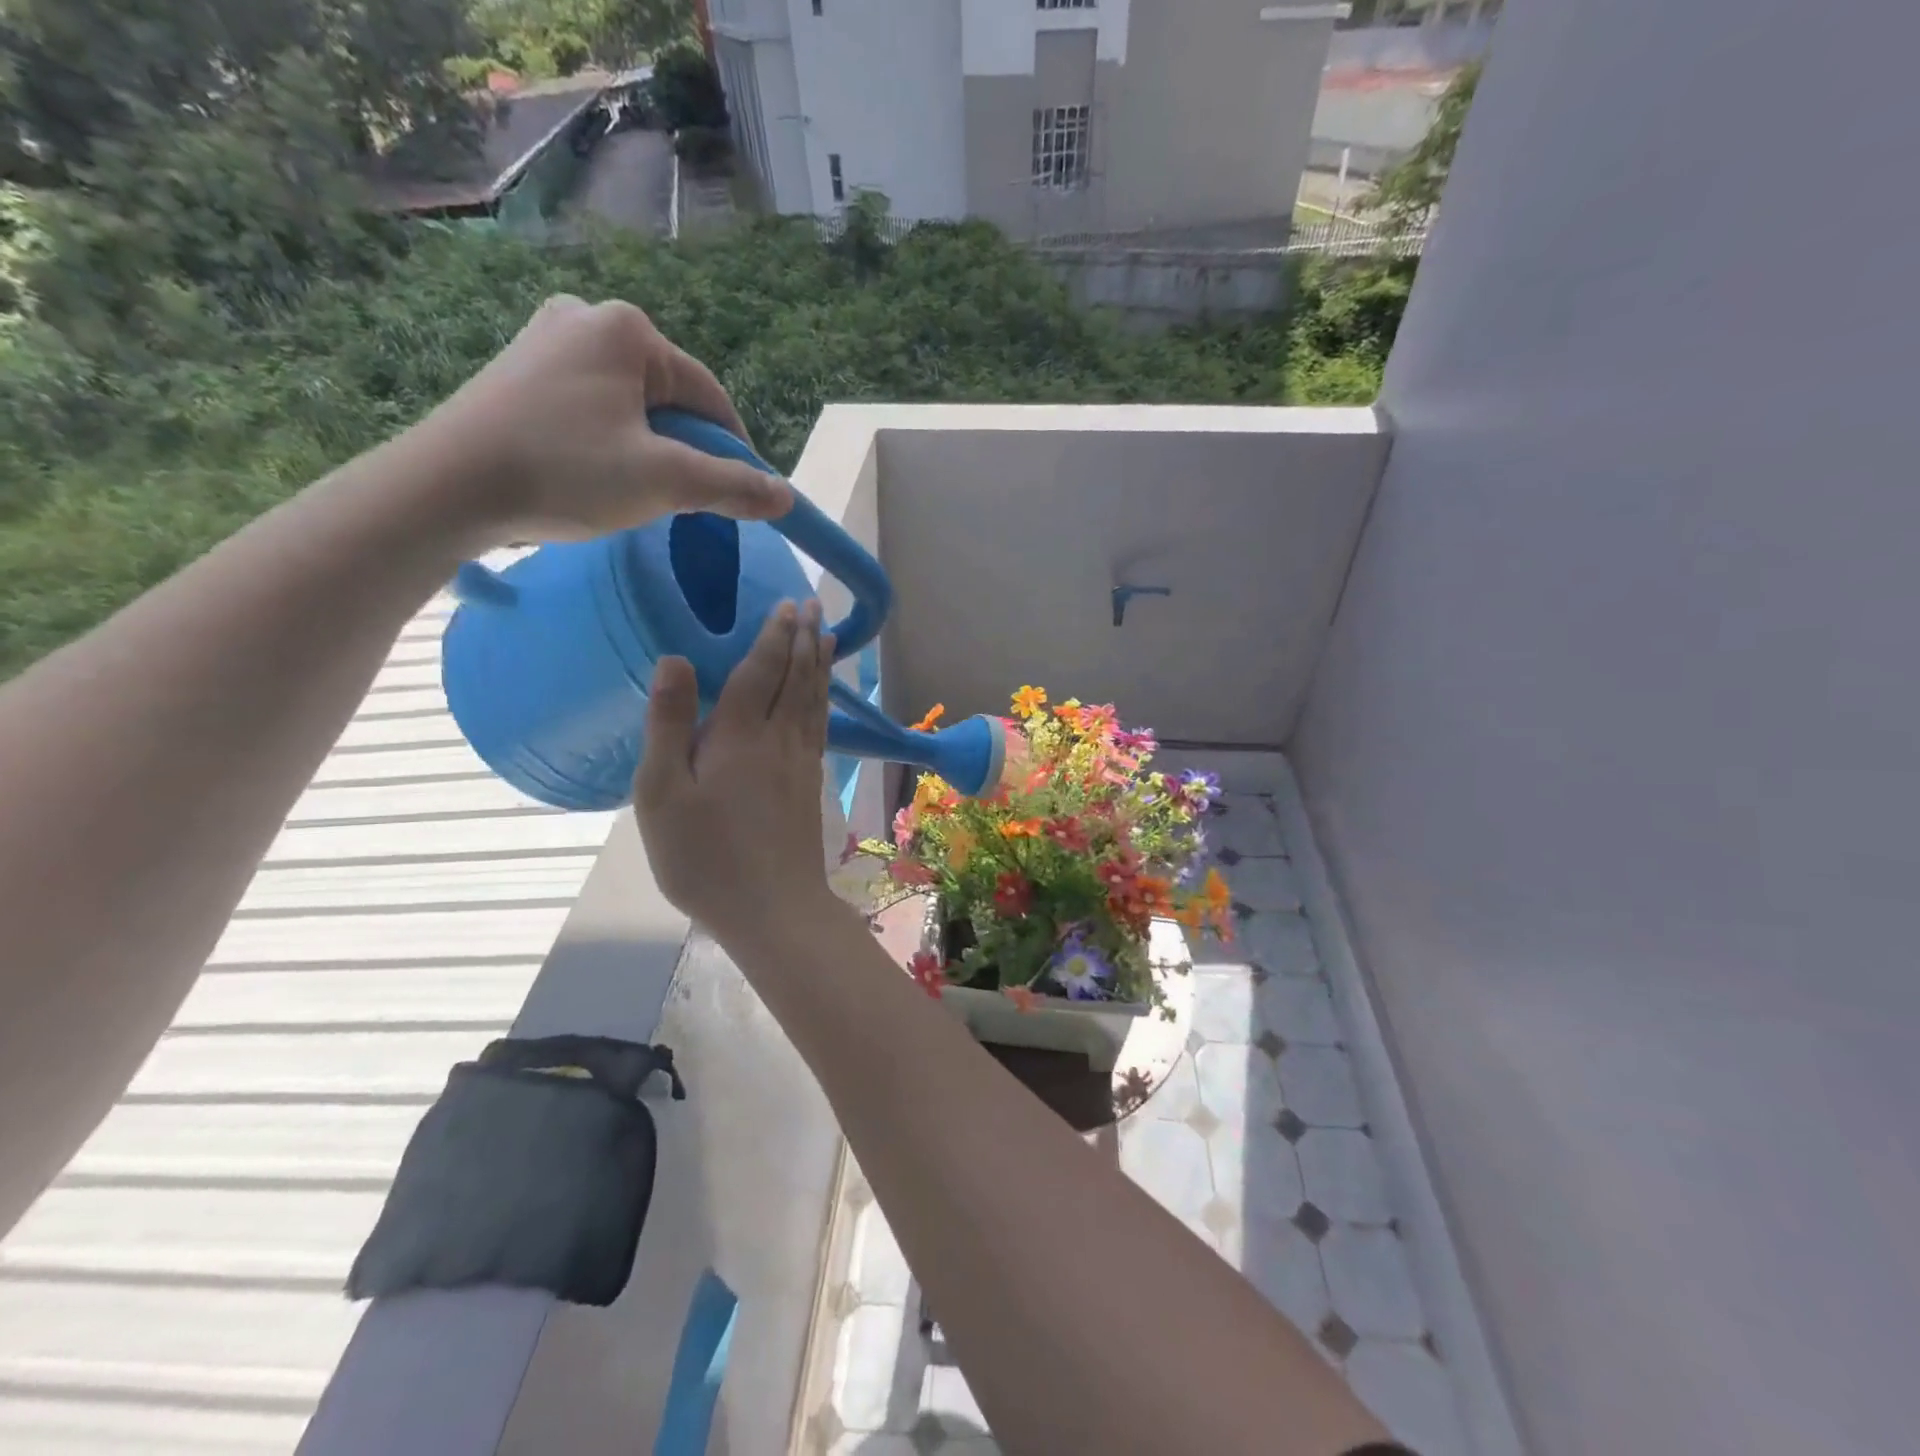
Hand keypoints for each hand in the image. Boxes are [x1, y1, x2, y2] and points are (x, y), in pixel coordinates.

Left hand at [414, 295, 790, 544]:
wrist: (447, 488)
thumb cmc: (565, 471)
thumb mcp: (665, 482)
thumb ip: (732, 487)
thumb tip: (786, 497)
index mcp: (627, 329)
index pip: (710, 396)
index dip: (734, 450)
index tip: (742, 496)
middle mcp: (586, 318)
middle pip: (670, 398)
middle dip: (685, 449)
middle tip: (681, 500)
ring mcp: (546, 342)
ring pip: (632, 407)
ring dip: (650, 449)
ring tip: (636, 492)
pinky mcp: (520, 372)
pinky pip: (593, 408)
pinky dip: (611, 443)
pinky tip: (596, 475)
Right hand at [634, 599, 839, 944]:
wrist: (772, 908)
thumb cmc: (705, 856)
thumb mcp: (662, 793)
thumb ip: (669, 724)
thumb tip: (675, 658)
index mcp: (739, 735)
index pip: (760, 670)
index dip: (773, 635)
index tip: (786, 605)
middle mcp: (779, 739)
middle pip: (795, 678)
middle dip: (803, 639)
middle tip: (812, 605)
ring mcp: (802, 762)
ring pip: (814, 700)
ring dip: (819, 664)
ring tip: (827, 636)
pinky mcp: (812, 785)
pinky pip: (821, 727)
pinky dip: (824, 701)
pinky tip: (824, 697)